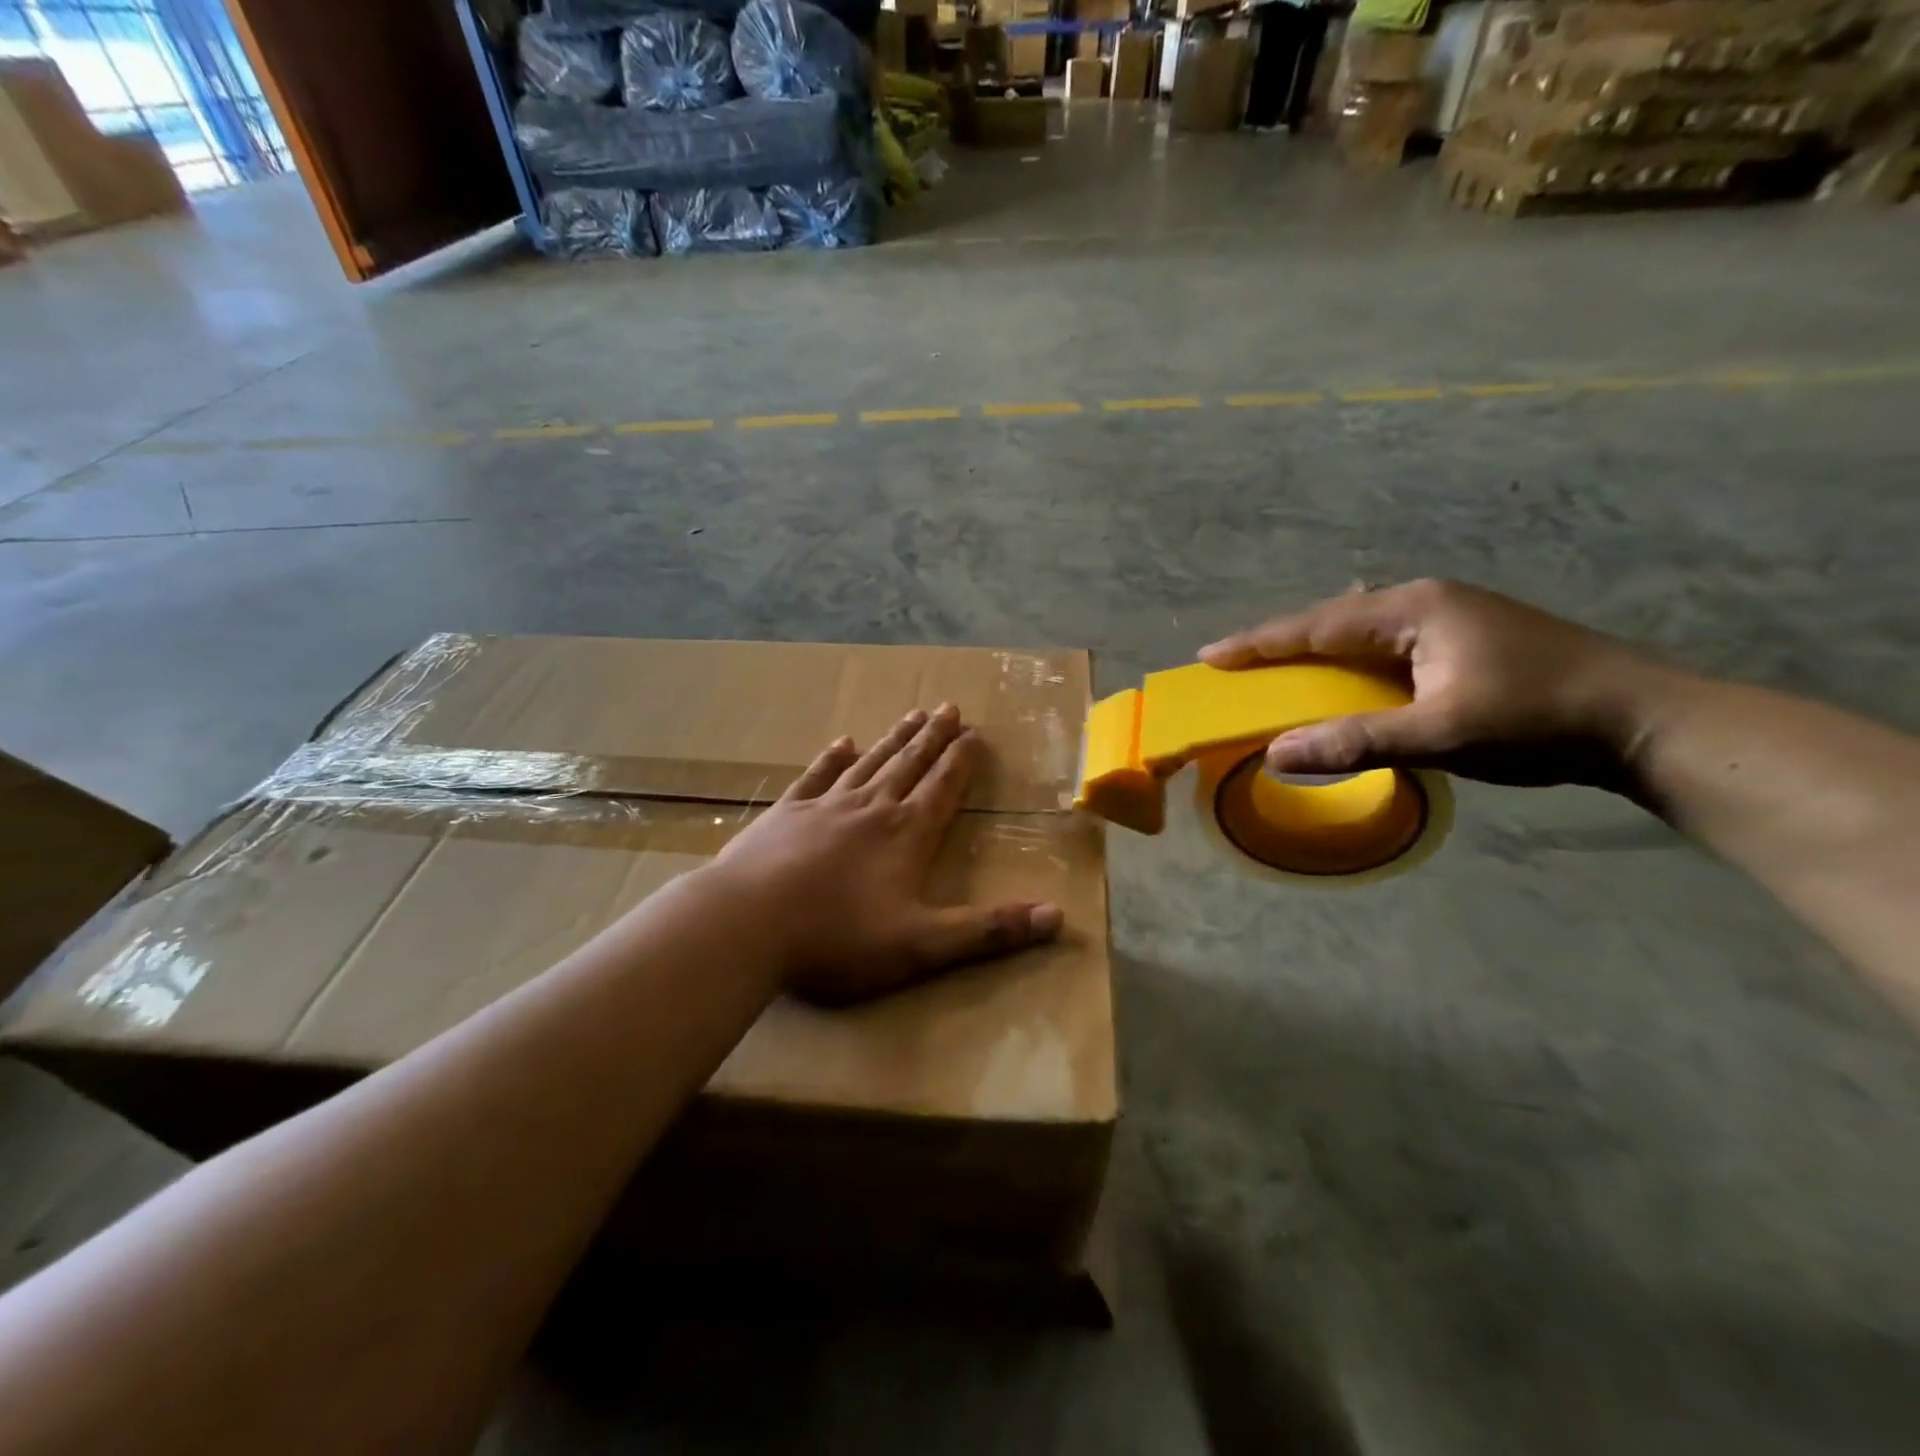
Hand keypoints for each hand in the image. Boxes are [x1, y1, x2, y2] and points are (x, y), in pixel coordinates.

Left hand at [708, 705, 1064, 1004]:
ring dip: (894, 739)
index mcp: (906, 835)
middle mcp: (871, 809)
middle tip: (949, 707)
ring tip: (913, 714)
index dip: (962, 761)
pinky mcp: (785, 814)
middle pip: (909, 764)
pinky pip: (816, 777)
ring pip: (869, 763)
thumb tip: (1057, 917)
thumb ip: (989, 931)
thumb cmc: (837, 938)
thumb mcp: (922, 945)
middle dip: (933, 737)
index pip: (943, 788)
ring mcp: (824, 807)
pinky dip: (832, 759)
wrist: (745, 925)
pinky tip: (843, 743)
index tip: (975, 733)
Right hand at [1200, 579, 1673, 789]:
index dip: (1259, 643)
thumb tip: (1276, 753)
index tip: (1209, 655)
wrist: (1645, 720)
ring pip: (1358, 631)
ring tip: (1276, 669)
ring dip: (1315, 650)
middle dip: (1281, 642)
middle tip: (1234, 664)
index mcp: (1412, 610)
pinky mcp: (1464, 639)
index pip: (1316, 625)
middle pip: (1332, 619)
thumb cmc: (1538, 719)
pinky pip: (1383, 645)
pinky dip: (1348, 662)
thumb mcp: (1441, 734)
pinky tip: (1342, 675)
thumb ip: (1356, 742)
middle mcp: (1424, 602)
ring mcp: (1448, 617)